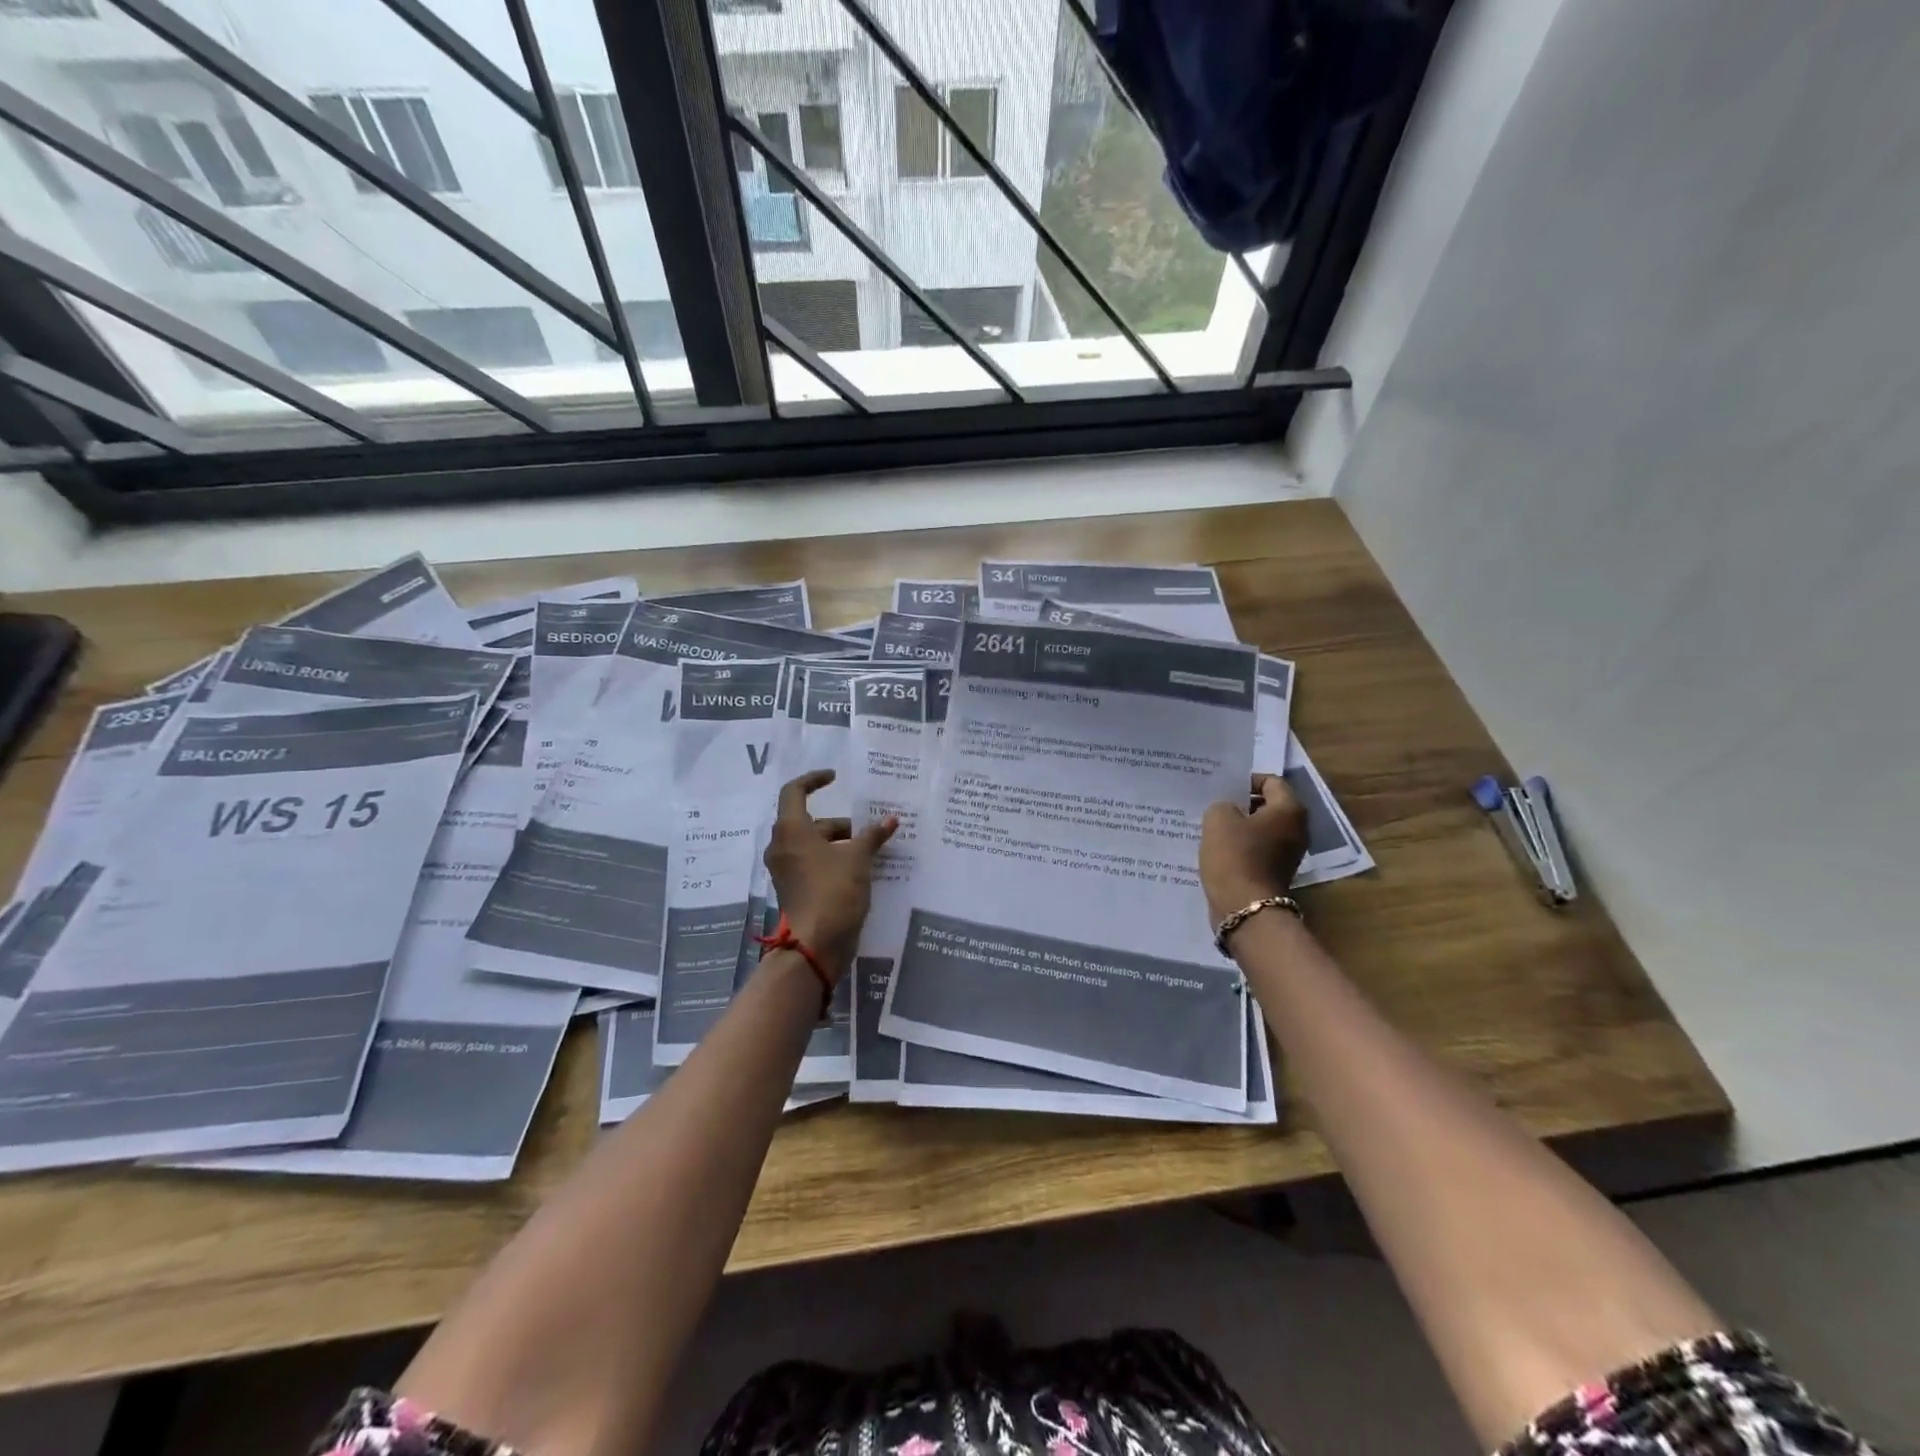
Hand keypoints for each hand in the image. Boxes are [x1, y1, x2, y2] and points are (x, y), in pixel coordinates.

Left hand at [763, 770, 898, 978]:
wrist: (816, 944)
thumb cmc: (834, 891)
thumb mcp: (858, 859)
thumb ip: (873, 835)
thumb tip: (890, 819)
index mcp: (791, 830)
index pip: (794, 791)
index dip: (814, 780)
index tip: (836, 778)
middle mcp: (782, 846)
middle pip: (809, 822)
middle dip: (840, 823)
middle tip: (869, 828)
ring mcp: (786, 870)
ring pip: (812, 844)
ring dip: (839, 843)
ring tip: (871, 849)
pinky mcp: (794, 889)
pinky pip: (813, 863)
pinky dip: (833, 860)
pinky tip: (861, 869)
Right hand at [1200, 774, 1309, 920]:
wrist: (1245, 908)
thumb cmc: (1235, 856)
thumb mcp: (1218, 818)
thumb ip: (1222, 804)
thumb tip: (1228, 811)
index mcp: (1289, 809)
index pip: (1270, 781)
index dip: (1245, 780)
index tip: (1222, 788)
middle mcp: (1296, 829)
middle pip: (1268, 805)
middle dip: (1241, 803)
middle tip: (1214, 804)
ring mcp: (1288, 853)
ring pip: (1261, 829)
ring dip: (1239, 827)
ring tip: (1212, 827)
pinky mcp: (1275, 872)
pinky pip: (1257, 849)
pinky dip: (1240, 847)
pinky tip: (1218, 849)